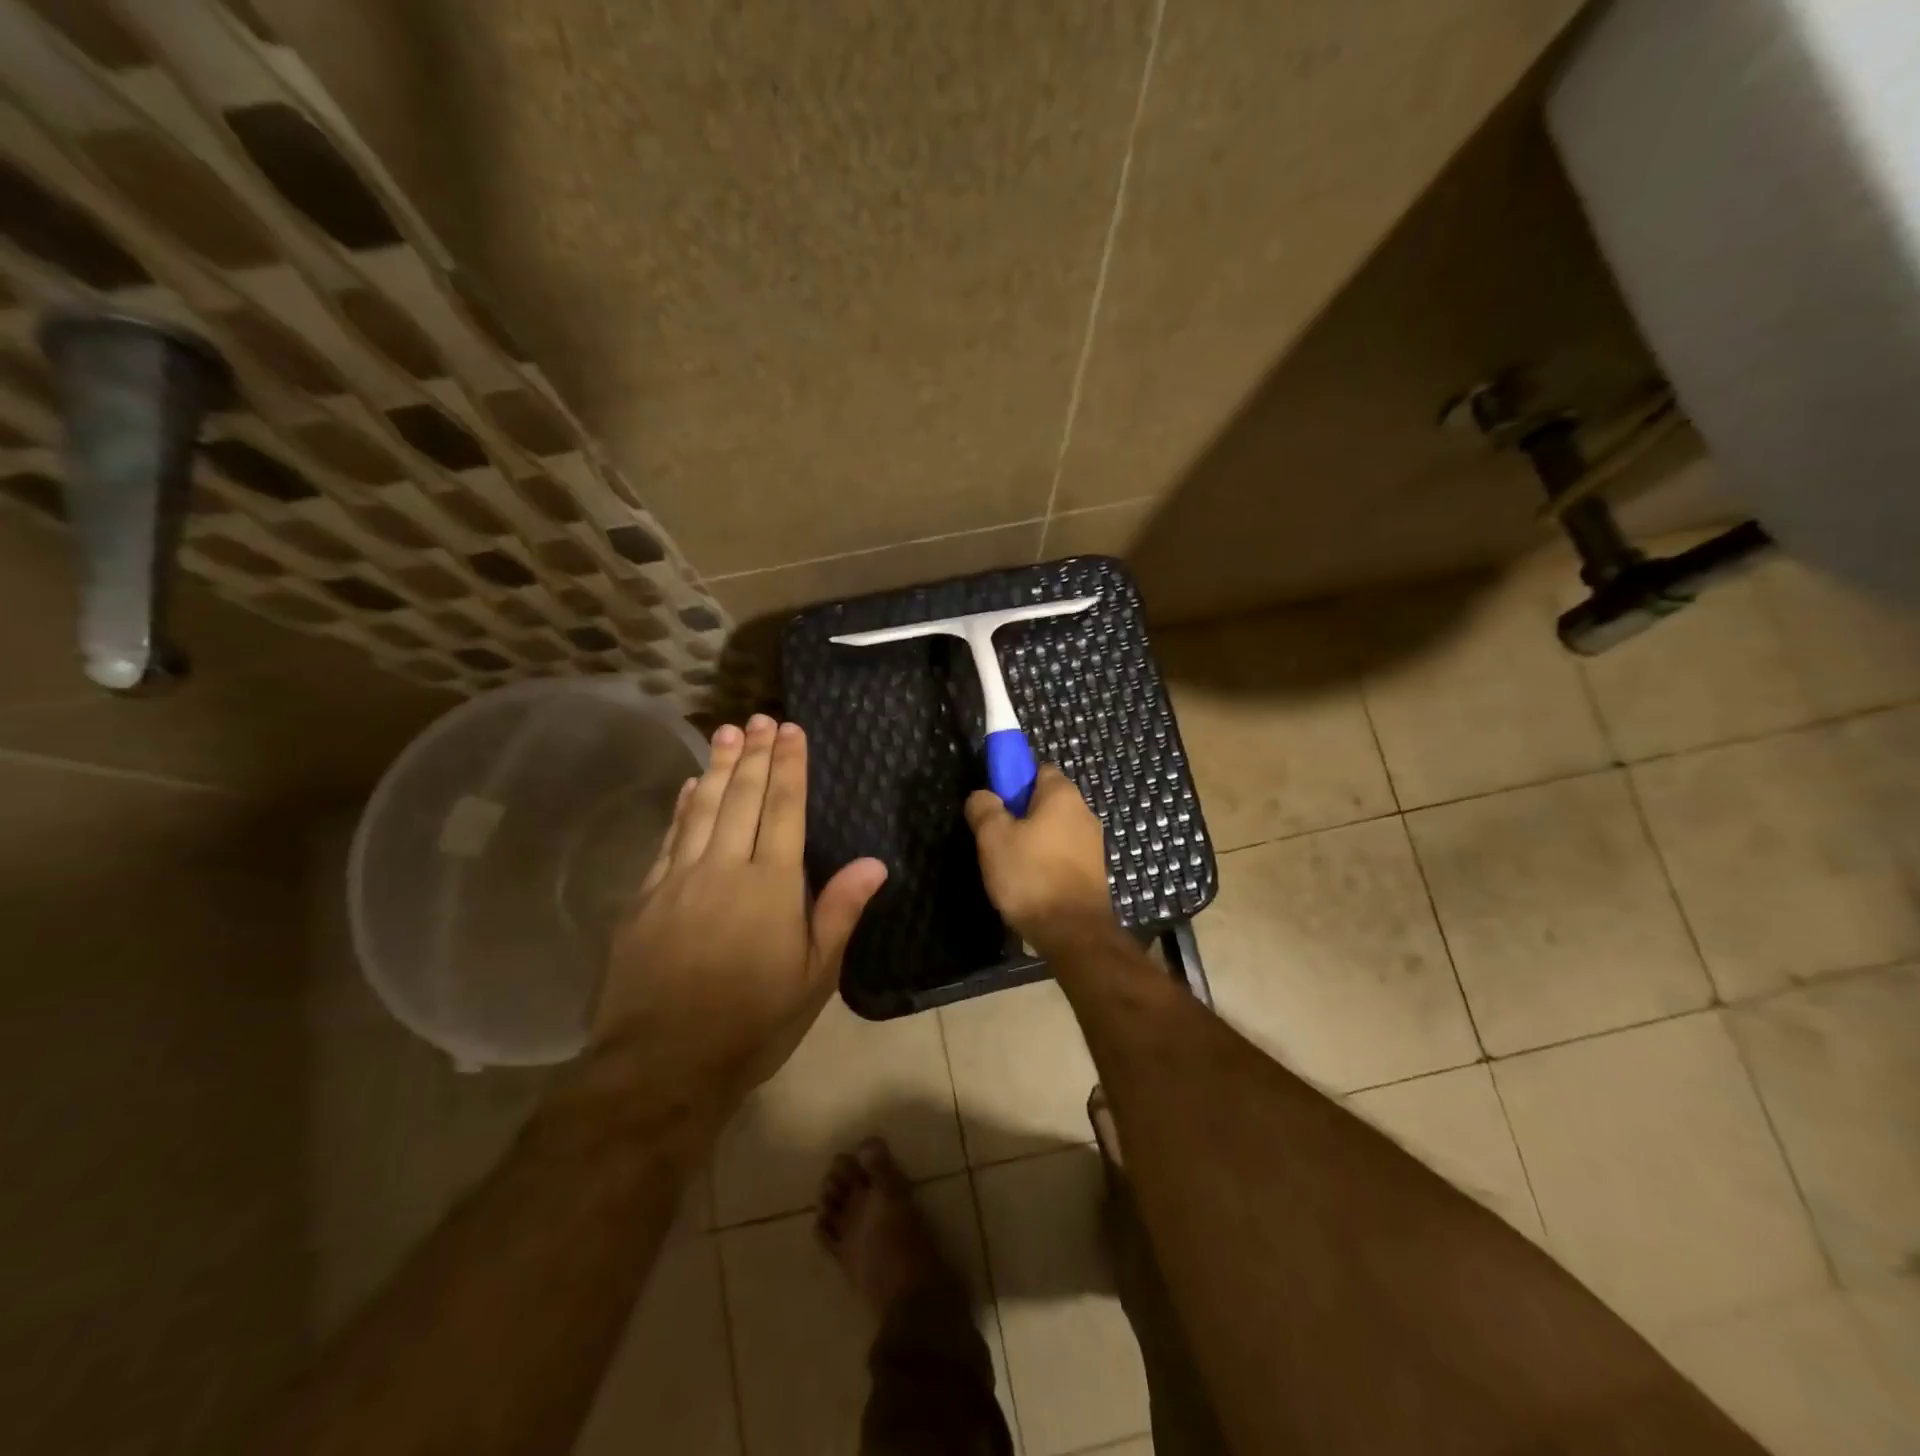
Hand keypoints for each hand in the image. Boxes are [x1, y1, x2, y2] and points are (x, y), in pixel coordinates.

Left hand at [591, 715, 886, 1112]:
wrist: (662, 1063)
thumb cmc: (753, 1022)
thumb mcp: (814, 976)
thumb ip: (839, 911)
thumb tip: (875, 862)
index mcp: (771, 884)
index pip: (783, 809)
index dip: (789, 766)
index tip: (791, 730)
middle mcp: (724, 867)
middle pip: (742, 797)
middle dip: (754, 754)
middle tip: (759, 718)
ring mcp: (678, 879)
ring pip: (702, 808)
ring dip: (717, 767)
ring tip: (726, 731)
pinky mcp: (645, 898)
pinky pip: (668, 838)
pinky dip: (681, 807)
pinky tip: (689, 787)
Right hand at [964, 765, 1114, 951]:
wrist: (1073, 932)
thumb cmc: (1030, 875)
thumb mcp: (993, 837)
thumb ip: (984, 808)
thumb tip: (983, 795)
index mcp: (1063, 795)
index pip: (1037, 769)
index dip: (1013, 780)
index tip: (994, 802)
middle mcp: (1084, 812)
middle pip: (1045, 801)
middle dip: (1020, 814)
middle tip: (995, 836)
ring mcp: (1092, 844)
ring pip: (1054, 830)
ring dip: (1032, 841)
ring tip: (1009, 865)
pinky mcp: (1093, 872)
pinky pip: (1062, 855)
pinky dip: (1045, 862)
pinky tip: (1029, 883)